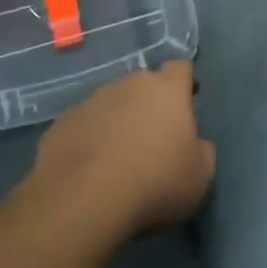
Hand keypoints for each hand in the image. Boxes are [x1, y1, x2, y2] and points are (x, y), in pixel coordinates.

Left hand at [28, 61, 215, 243]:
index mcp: (167, 89)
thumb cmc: (155, 182)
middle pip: (145, 84)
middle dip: (151, 103)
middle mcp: (129, 84)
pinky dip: (91, 138)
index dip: (186, 83)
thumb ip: (202, 150)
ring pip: (112, 102)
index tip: (189, 103)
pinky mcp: (63, 122)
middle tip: (154, 136)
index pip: (181, 68)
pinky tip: (91, 168)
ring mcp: (92, 100)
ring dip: (119, 120)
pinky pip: (85, 124)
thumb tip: (196, 143)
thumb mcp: (200, 176)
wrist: (84, 199)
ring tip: (120, 155)